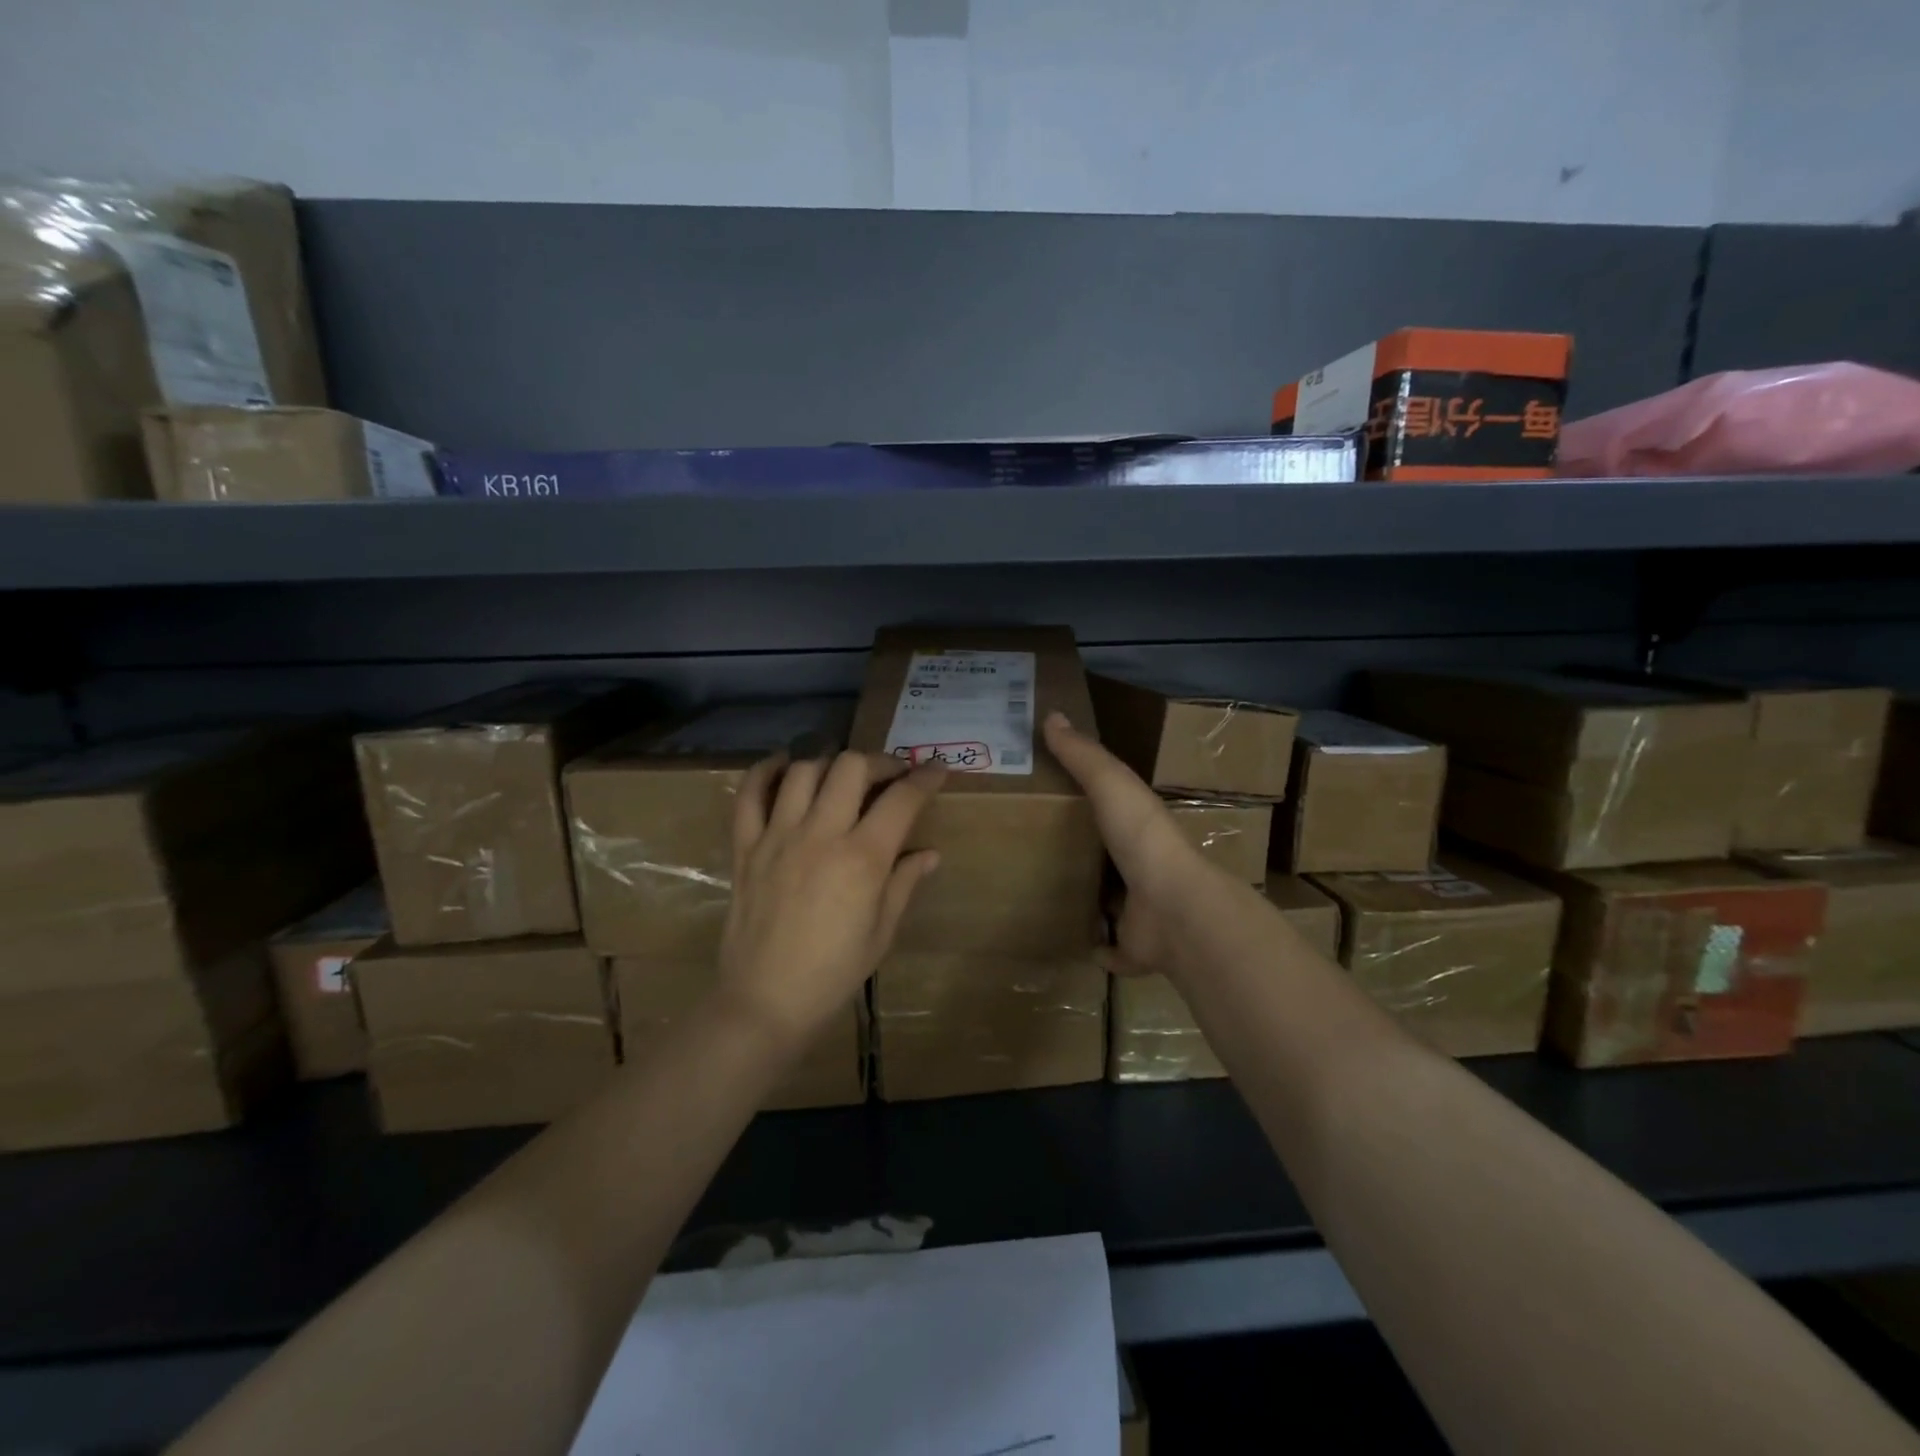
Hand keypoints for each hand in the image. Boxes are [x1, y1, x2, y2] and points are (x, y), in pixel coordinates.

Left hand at [719, 750, 945, 1044]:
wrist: (766, 1001)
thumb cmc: (834, 972)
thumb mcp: (882, 932)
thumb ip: (904, 883)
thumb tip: (929, 853)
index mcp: (862, 859)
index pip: (901, 799)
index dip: (925, 778)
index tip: (936, 769)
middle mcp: (820, 835)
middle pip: (850, 767)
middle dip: (878, 761)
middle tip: (889, 776)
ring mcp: (777, 836)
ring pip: (803, 770)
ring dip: (829, 763)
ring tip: (841, 776)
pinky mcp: (746, 846)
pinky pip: (748, 794)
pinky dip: (765, 771)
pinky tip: (784, 767)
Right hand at [1042, 711, 1219, 977]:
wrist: (1174, 909)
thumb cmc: (1143, 839)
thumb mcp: (1112, 785)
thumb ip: (1083, 755)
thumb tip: (1051, 714)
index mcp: (1139, 826)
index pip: (1113, 807)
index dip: (1086, 799)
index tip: (1051, 795)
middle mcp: (1142, 866)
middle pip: (1108, 855)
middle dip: (1083, 851)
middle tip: (1034, 847)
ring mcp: (1140, 910)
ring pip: (1109, 900)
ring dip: (1088, 897)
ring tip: (1042, 892)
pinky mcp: (1133, 948)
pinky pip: (1107, 947)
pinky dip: (1094, 945)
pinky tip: (1067, 938)